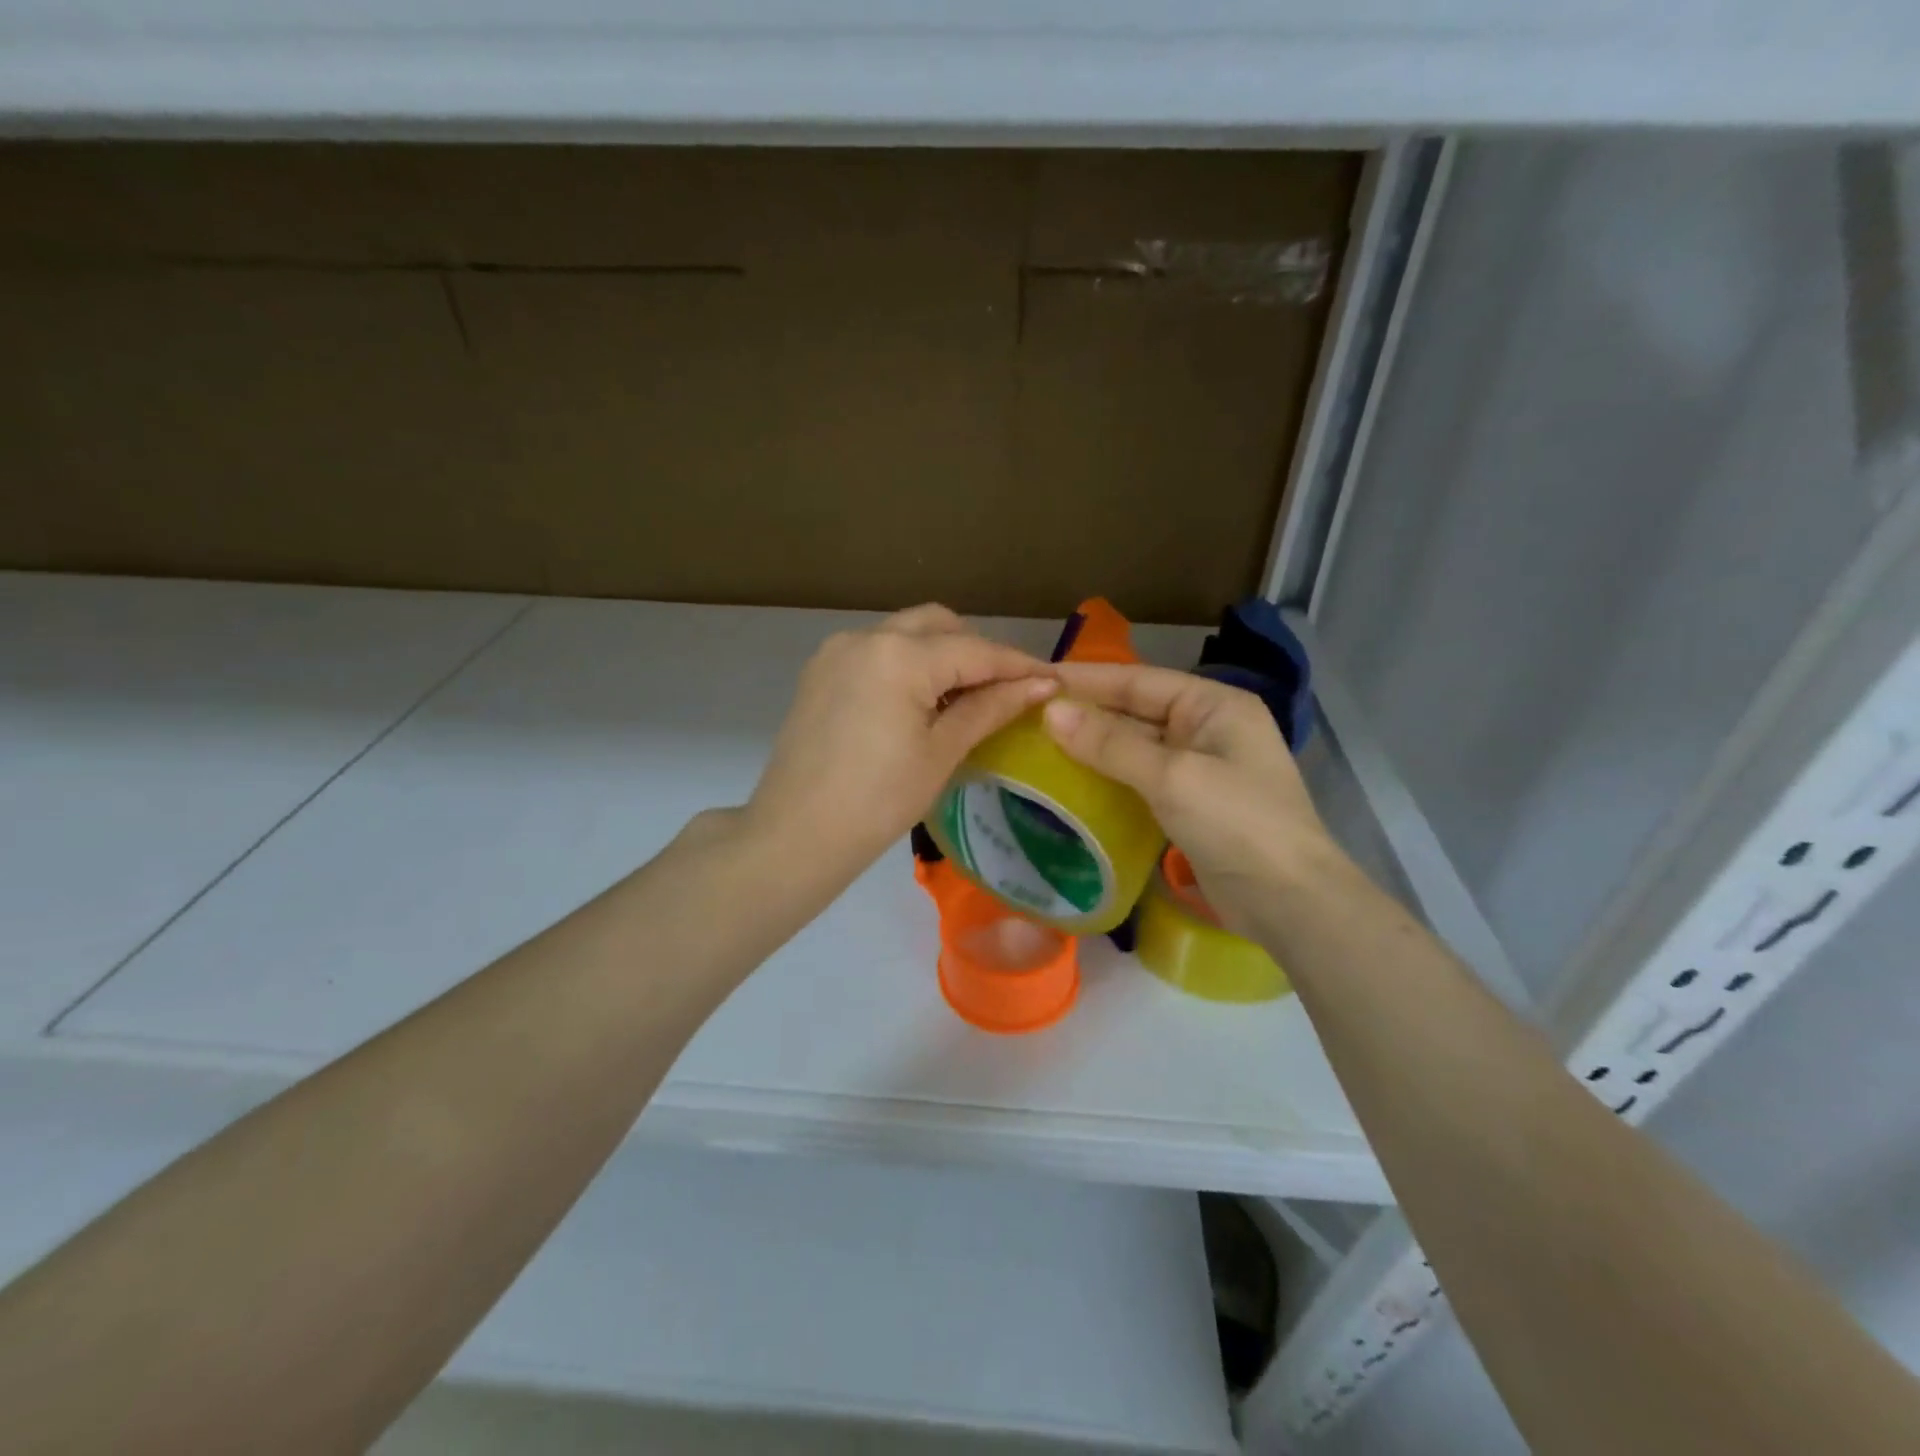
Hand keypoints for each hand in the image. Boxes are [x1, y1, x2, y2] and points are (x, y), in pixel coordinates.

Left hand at [746, 604, 1056, 874]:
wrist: (795, 836)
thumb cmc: (877, 802)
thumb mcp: (941, 753)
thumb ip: (990, 708)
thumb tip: (1041, 685)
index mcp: (899, 655)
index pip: (975, 650)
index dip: (1018, 665)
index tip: (1054, 679)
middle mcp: (865, 636)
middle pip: (939, 625)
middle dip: (978, 650)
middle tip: (1006, 690)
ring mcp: (837, 651)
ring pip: (906, 633)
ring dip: (942, 654)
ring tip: (965, 698)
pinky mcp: (820, 671)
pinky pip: (877, 650)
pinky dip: (908, 664)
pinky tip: (921, 702)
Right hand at [1041, 663, 1342, 934]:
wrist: (1290, 903)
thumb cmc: (1238, 824)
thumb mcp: (1172, 777)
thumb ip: (1111, 744)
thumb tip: (1051, 712)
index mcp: (1213, 705)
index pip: (1139, 680)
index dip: (1087, 679)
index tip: (1035, 678)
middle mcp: (1207, 728)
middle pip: (1136, 711)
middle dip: (1086, 713)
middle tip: (1026, 714)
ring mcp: (1200, 768)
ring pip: (1135, 747)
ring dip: (1092, 747)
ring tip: (1037, 744)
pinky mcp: (1190, 804)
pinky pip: (1140, 779)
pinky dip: (1108, 778)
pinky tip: (1071, 782)